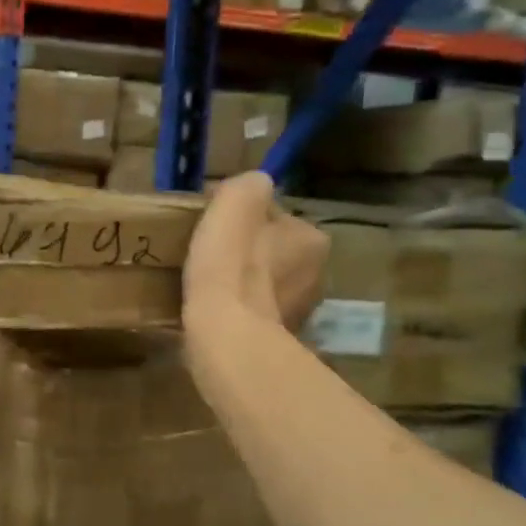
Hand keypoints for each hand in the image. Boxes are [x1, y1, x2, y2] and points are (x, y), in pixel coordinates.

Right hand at [183, 171, 328, 331]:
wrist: (226, 333)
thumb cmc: (231, 263)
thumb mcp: (237, 200)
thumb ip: (249, 184)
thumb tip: (252, 187)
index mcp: (313, 238)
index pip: (276, 218)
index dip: (243, 218)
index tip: (217, 226)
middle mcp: (317, 275)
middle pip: (273, 252)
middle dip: (247, 253)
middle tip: (210, 257)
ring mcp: (300, 313)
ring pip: (264, 286)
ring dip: (243, 284)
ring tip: (208, 287)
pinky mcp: (278, 341)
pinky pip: (255, 316)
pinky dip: (238, 312)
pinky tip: (214, 311)